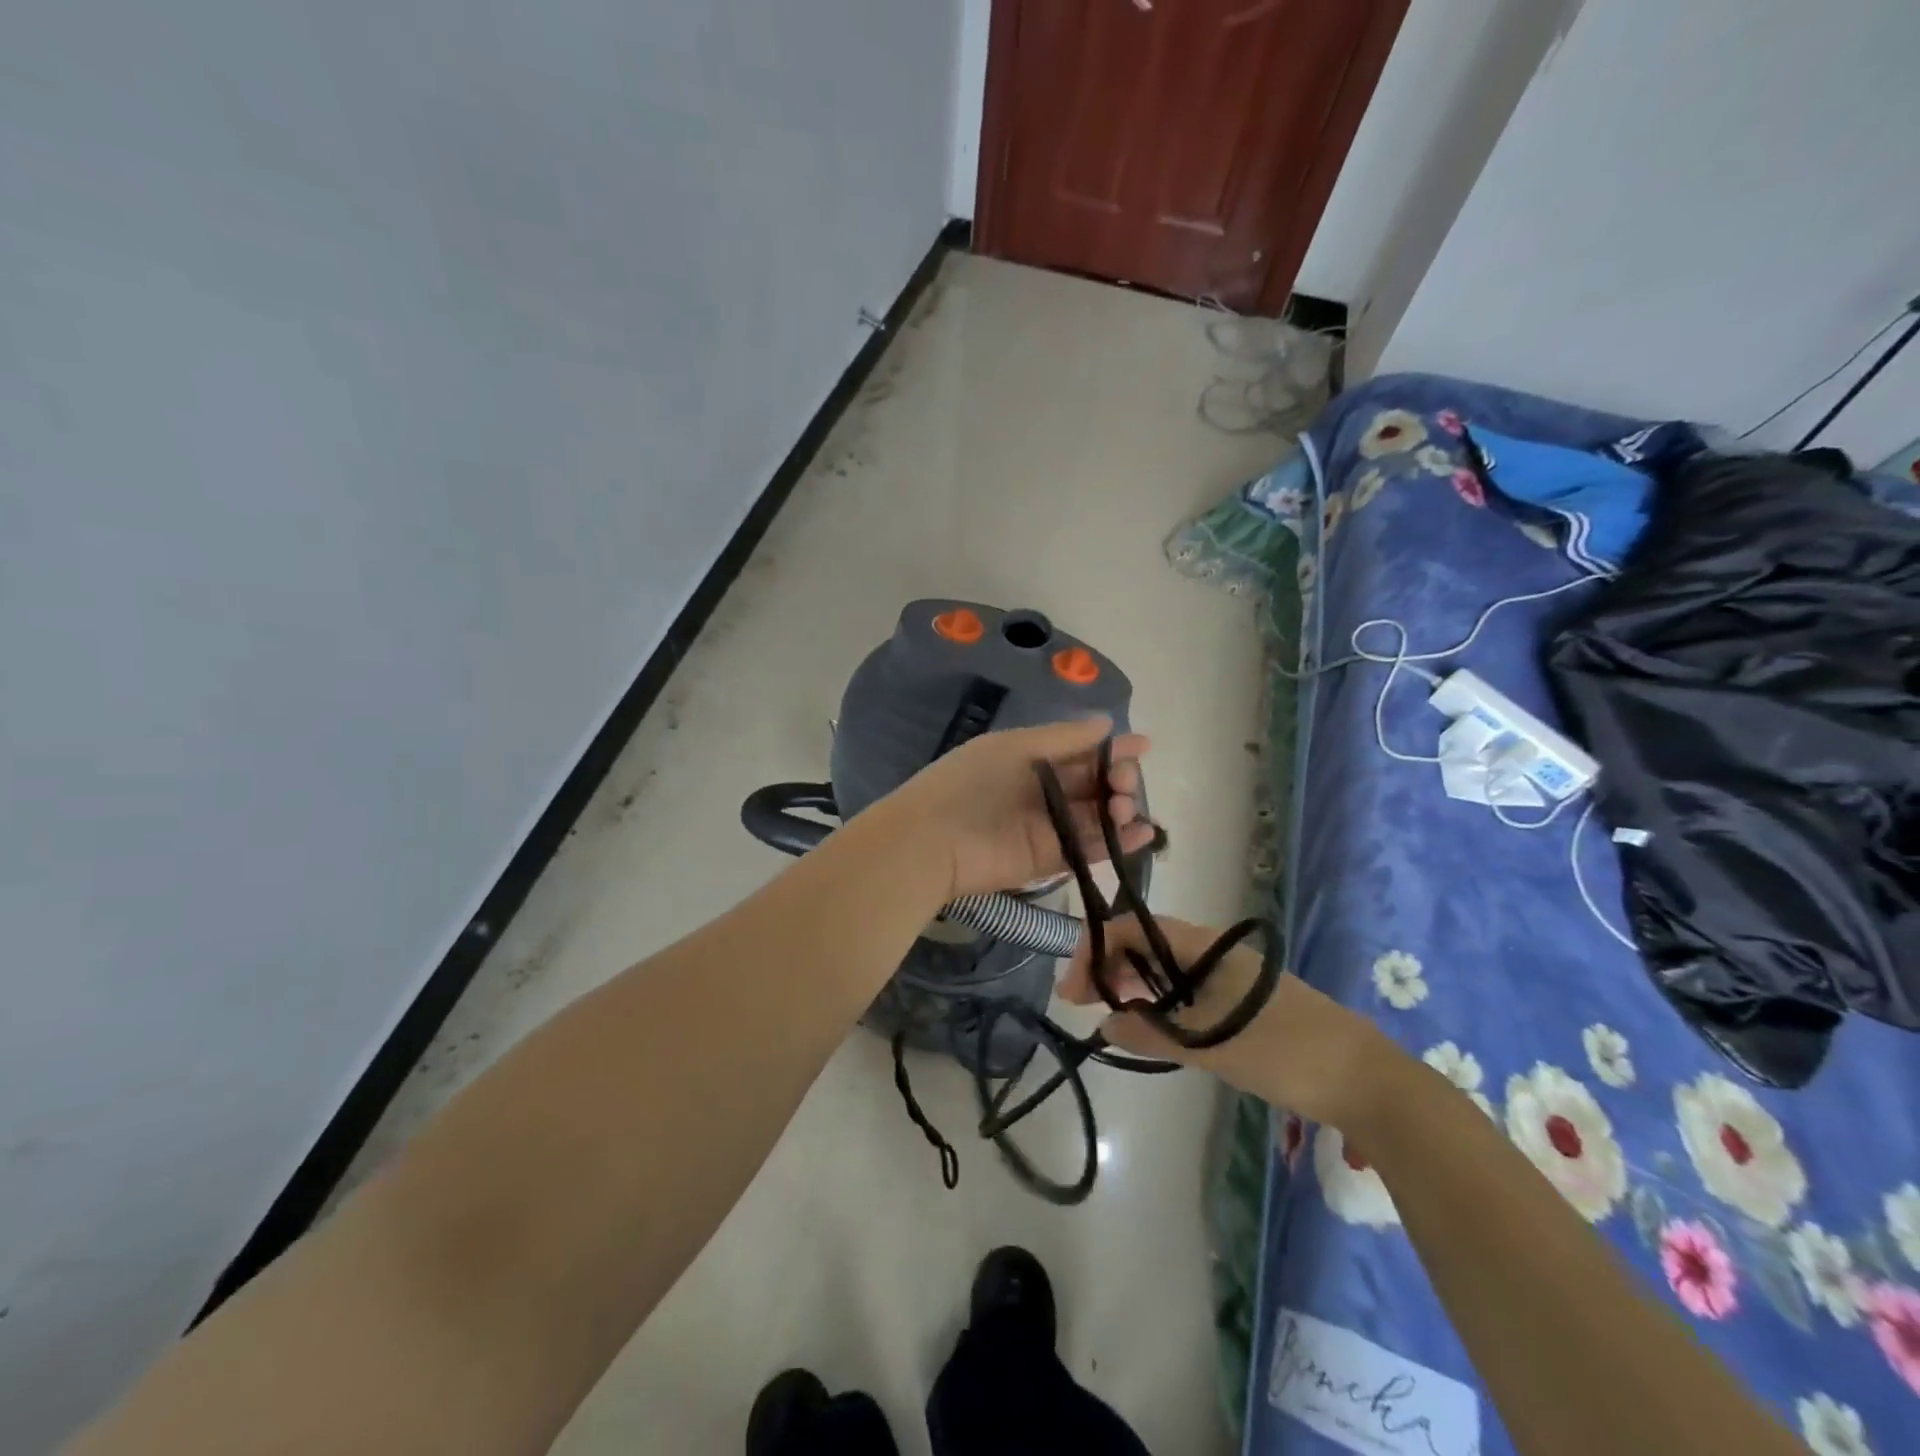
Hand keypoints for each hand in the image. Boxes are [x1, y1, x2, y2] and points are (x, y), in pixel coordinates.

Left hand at [882, 716, 1154, 901]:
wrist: (934, 841)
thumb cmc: (972, 782)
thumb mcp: (1016, 747)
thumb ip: (1064, 738)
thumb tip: (1106, 724)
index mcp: (1031, 758)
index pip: (1080, 751)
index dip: (1111, 748)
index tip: (1143, 746)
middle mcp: (1042, 791)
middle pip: (1093, 784)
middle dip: (1118, 780)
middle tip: (1125, 784)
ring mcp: (1047, 827)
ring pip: (1096, 817)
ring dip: (1120, 811)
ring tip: (1127, 809)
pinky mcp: (1050, 860)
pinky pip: (1090, 849)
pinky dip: (1118, 843)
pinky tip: (1143, 833)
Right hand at [1059, 913, 1395, 1130]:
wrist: (1365, 1079)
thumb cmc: (1284, 1051)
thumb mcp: (1210, 1045)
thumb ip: (1152, 1033)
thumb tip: (1103, 1024)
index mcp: (1203, 946)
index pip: (1132, 928)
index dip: (1095, 949)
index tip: (1073, 990)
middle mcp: (1212, 950)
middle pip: (1146, 944)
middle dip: (1110, 967)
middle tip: (1087, 1006)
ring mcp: (1229, 975)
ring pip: (1165, 967)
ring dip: (1134, 984)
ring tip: (1112, 1016)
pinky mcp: (1241, 1000)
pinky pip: (1186, 988)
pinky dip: (1160, 1001)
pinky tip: (1153, 1026)